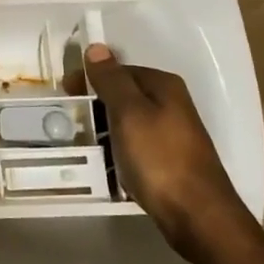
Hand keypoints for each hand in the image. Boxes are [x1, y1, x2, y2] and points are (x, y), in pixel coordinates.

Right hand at [83, 44, 248, 259]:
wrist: (197, 215)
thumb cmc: (159, 158)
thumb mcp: (129, 113)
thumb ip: (111, 80)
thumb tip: (96, 47)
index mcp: (163, 86)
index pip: (118, 69)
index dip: (90, 78)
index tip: (66, 94)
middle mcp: (171, 104)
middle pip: (124, 94)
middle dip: (96, 104)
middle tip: (70, 121)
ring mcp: (172, 133)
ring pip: (128, 121)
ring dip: (104, 128)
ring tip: (83, 143)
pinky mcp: (168, 160)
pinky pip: (134, 145)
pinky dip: (117, 149)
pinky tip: (105, 162)